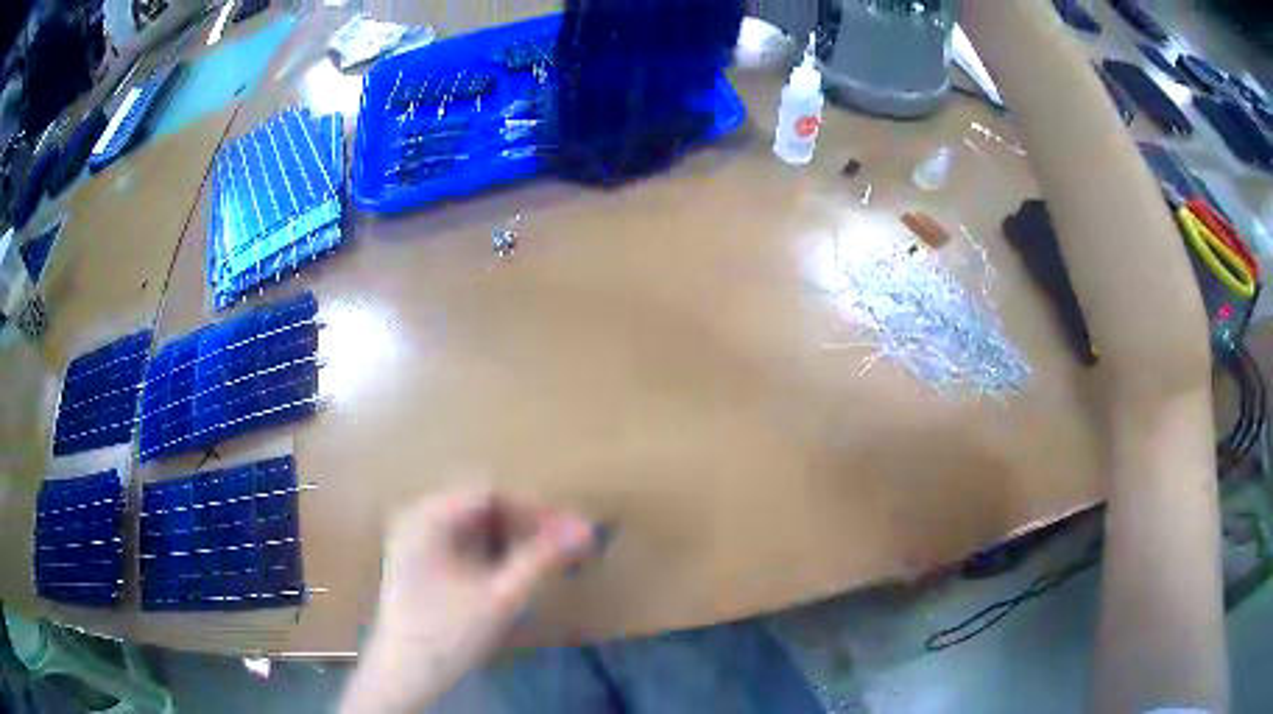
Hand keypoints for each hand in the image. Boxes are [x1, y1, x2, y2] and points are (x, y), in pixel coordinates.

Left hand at [341, 489, 595, 712]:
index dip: (535, 508)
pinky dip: (490, 549)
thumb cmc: (448, 633)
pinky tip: (508, 570)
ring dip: (510, 536)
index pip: (491, 492)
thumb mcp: (500, 596)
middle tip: (563, 546)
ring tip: (542, 559)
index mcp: (427, 515)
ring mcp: (413, 535)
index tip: (570, 530)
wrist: (403, 673)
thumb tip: (585, 527)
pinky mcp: (417, 556)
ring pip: (473, 522)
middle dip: (525, 523)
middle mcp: (416, 515)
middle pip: (481, 504)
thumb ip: (542, 557)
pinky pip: (460, 538)